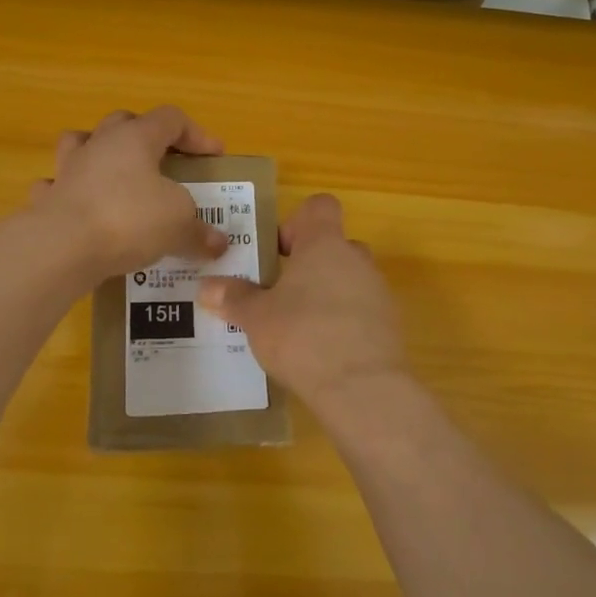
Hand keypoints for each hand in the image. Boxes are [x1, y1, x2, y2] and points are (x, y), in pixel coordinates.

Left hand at [27, 107, 228, 280]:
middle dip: (147, 137)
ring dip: (100, 154)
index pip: (171, 118)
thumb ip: (200, 231)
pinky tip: (82, 210)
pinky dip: (70, 194)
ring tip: (117, 176)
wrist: (62, 247)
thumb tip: (218, 243)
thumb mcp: (178, 223)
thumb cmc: (128, 219)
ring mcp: (68, 169)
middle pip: (125, 122)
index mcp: (135, 137)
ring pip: (81, 143)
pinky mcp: (46, 199)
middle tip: (165, 163)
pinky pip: (57, 186)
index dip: (196, 134)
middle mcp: (99, 143)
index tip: (214, 157)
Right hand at [196, 194, 404, 407]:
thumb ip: (233, 298)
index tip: (278, 252)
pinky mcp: (390, 327)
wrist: (363, 389)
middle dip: (309, 265)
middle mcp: (357, 260)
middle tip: (280, 293)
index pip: (320, 207)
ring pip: (349, 280)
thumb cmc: (303, 336)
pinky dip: (343, 324)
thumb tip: (205, 287)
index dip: (297, 222)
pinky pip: (361, 312)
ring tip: (297, 328)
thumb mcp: (256, 317)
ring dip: (326, 295)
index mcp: (325, 244)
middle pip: (334, 246)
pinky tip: (321, 352)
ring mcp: (378, 293)